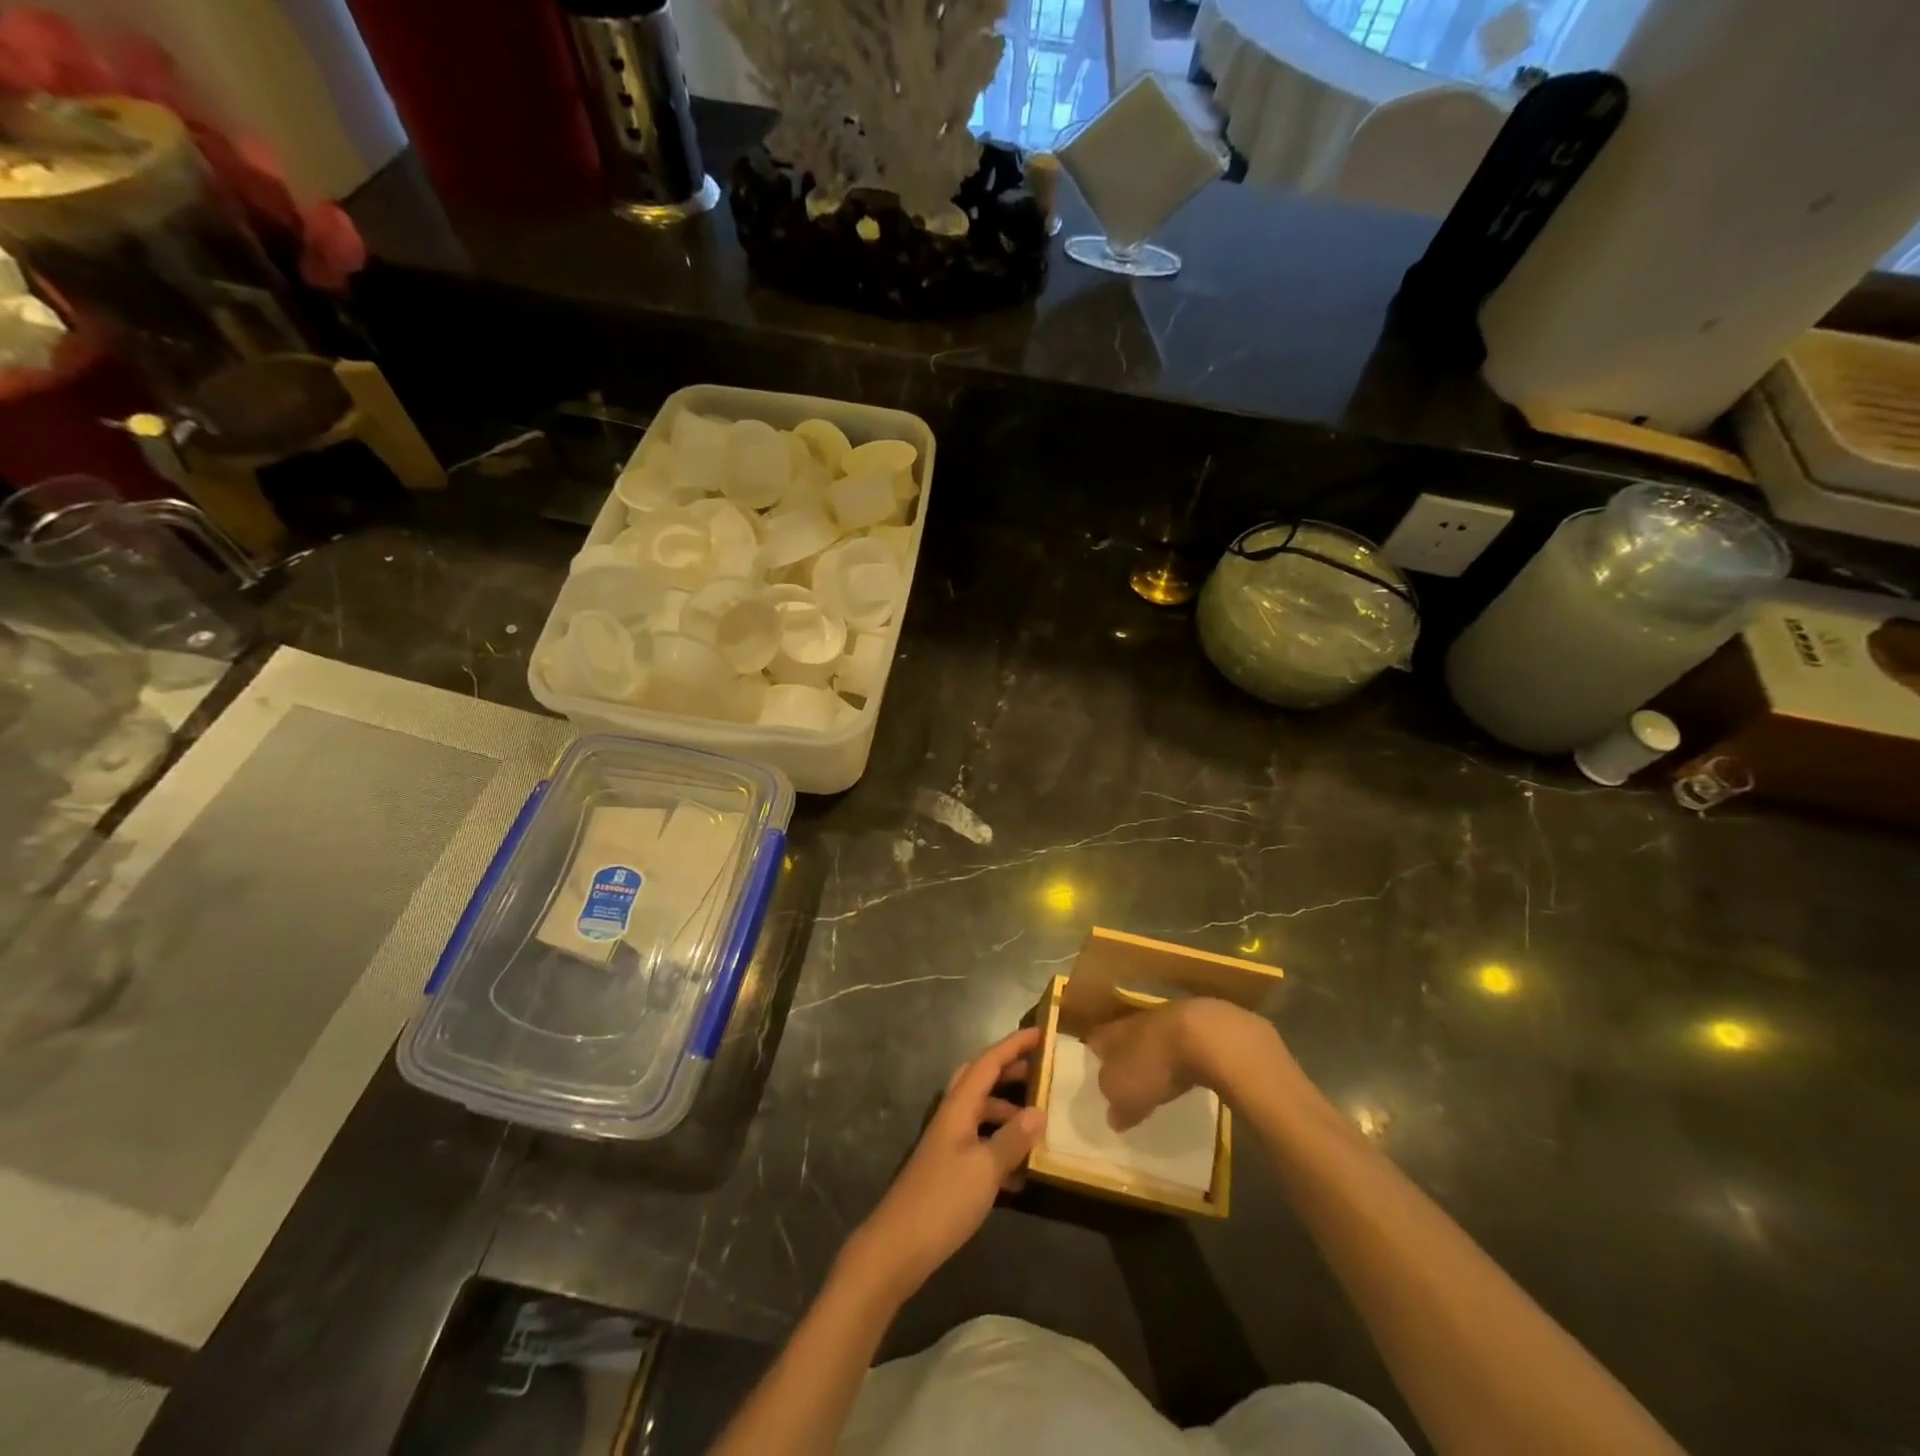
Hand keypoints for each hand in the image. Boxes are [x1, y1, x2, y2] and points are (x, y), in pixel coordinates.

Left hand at [844, 1027, 1045, 1300]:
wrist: (898, 1247)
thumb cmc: (943, 1200)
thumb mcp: (985, 1169)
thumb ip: (1013, 1138)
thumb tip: (1039, 1111)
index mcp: (958, 1107)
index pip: (988, 1063)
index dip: (1014, 1045)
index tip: (1041, 1032)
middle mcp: (952, 1116)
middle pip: (981, 1079)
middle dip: (1010, 1071)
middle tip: (1042, 1071)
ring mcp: (948, 1142)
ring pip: (981, 1111)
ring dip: (1008, 1110)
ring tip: (1039, 1123)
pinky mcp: (949, 1168)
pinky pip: (980, 1142)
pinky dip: (1001, 1144)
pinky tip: (1022, 1169)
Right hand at [1084, 998, 1284, 1130]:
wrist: (1206, 1037)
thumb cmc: (1153, 1064)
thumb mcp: (1124, 1092)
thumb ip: (1115, 1104)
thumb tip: (1112, 1115)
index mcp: (1113, 1033)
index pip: (1095, 1040)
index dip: (1093, 1055)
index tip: (1094, 1071)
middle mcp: (1136, 1021)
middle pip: (1125, 1037)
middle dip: (1124, 1055)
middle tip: (1126, 1077)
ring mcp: (1170, 1019)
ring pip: (1154, 1038)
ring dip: (1154, 1055)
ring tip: (1158, 1078)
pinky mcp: (1200, 1027)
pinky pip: (1183, 1043)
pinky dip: (1182, 1057)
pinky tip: (1188, 1073)